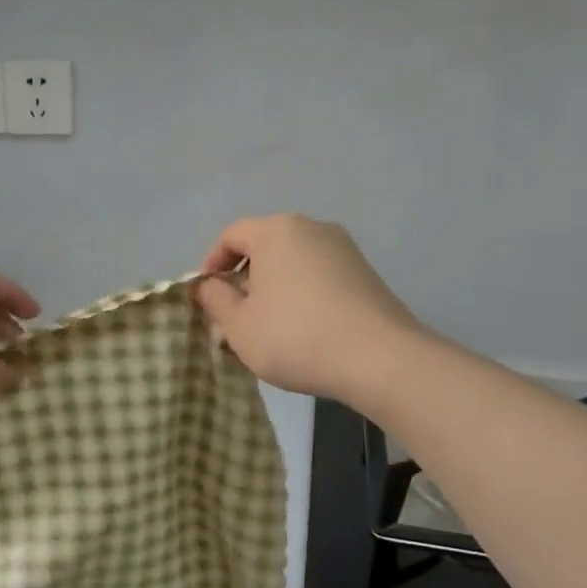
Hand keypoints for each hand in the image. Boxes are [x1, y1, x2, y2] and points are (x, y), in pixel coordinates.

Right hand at [197, 214, 424, 407]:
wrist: (379, 359)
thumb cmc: (294, 336)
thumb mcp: (239, 325)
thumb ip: (215, 300)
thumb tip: (208, 286)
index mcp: (276, 231)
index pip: (231, 235)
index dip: (212, 263)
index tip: (207, 295)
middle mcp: (312, 228)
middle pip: (265, 246)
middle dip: (244, 278)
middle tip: (234, 314)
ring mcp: (344, 249)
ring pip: (294, 262)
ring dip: (274, 288)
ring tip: (268, 326)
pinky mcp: (365, 273)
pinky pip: (319, 275)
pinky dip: (302, 294)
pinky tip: (303, 329)